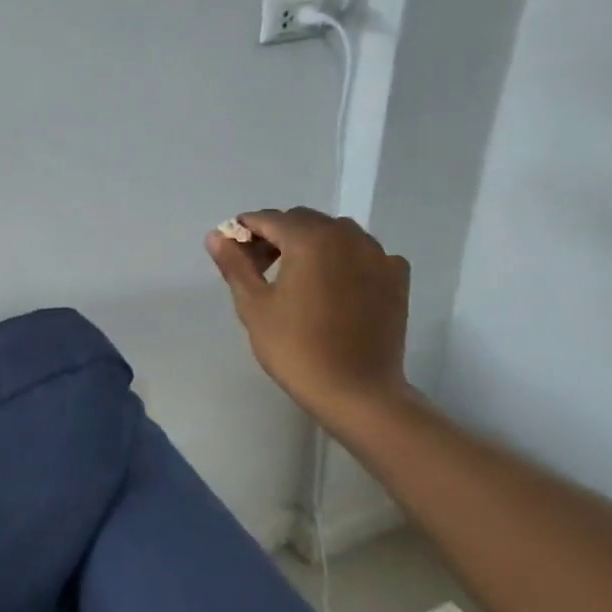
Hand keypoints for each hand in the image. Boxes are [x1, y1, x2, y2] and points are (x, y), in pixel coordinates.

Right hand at [206, 208, 410, 422]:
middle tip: (259, 270)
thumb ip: (235, 265)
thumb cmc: (296, 348)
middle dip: (276, 237)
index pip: (268, 219)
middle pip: (303, 222)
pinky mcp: (396, 277)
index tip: (231, 252)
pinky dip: (344, 260)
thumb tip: (215, 236)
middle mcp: (347, 235)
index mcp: (309, 239)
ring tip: (296, 279)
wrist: (357, 392)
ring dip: (311, 245)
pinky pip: (363, 254)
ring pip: (335, 234)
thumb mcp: (254, 306)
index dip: (244, 230)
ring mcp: (378, 254)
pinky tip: (334, 287)